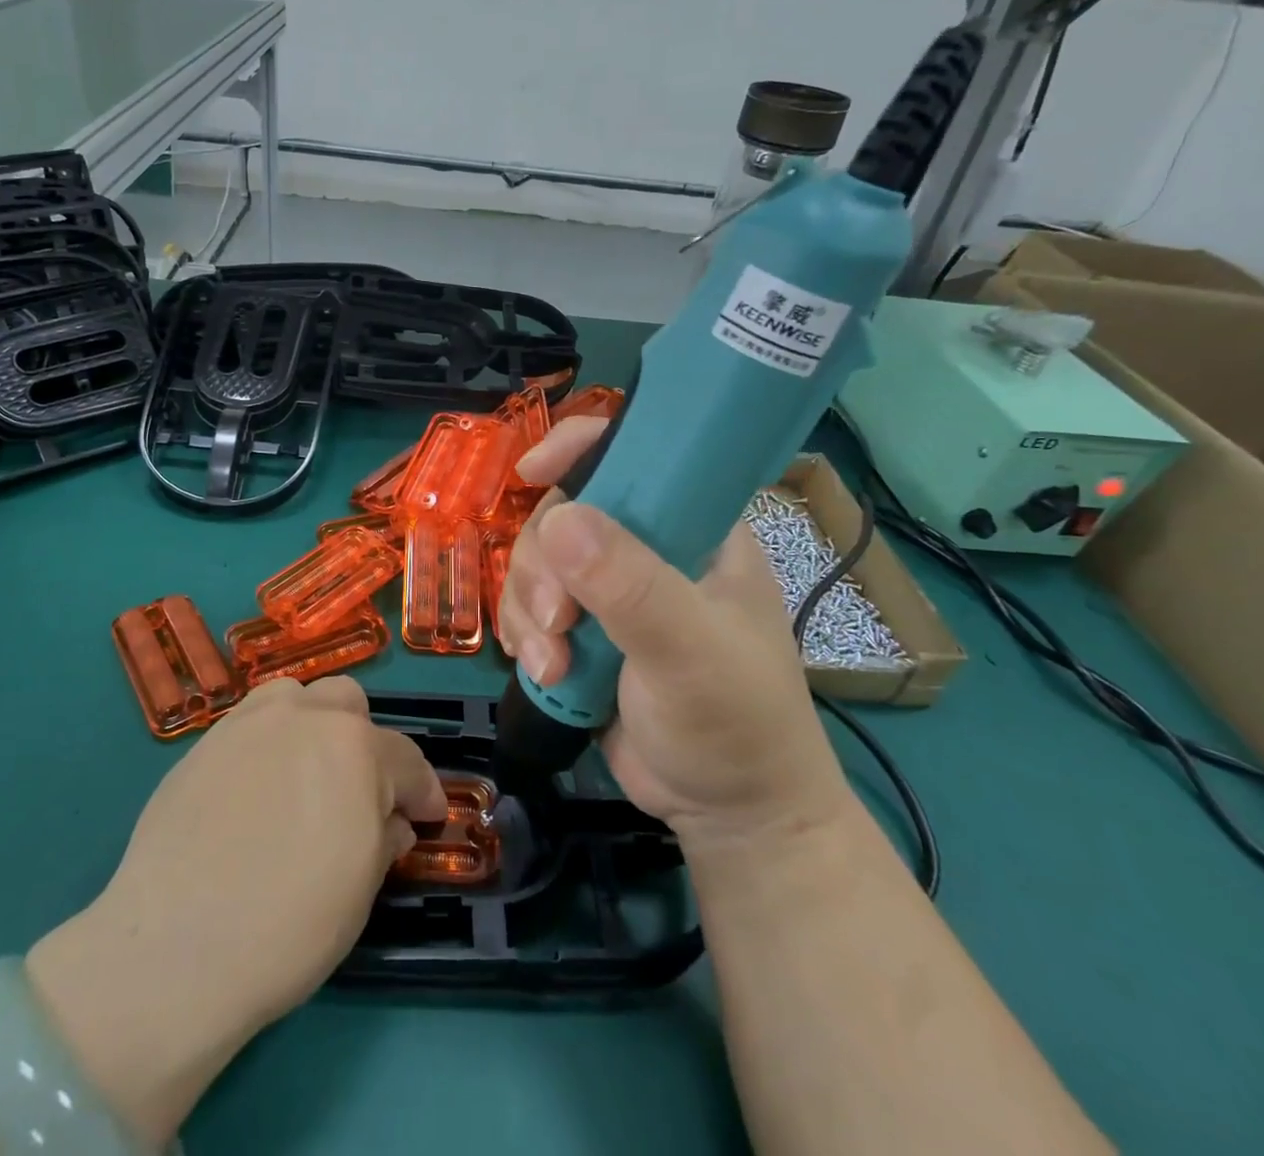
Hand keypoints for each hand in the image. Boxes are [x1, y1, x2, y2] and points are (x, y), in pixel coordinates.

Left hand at [26, 677, 445, 1146]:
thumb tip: (392, 821)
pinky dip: (266, 744)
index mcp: (356, 749)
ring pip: (295, 697)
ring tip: (303, 774)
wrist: (175, 947)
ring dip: (312, 725)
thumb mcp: (360, 891)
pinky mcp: (203, 744)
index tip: (428, 816)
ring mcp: (248, 724)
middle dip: (364, 741)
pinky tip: (255, 790)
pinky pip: (249, 724)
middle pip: (348, 703)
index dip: (424, 791)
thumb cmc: (288, 926)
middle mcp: (305, 718)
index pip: (406, 760)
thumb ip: (384, 839)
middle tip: (359, 791)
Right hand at [497, 419, 851, 850]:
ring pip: (539, 563)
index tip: (531, 471)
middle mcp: (650, 547)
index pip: (638, 455)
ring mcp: (613, 591)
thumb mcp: (690, 652)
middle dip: (543, 566)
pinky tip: (544, 672)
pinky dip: (526, 635)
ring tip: (552, 664)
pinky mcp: (585, 631)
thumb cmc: (737, 724)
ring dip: (530, 610)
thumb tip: (558, 519)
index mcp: (697, 528)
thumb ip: (631, 587)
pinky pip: (532, 607)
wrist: (732, 815)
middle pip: (565, 513)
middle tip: (559, 621)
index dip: (580, 447)